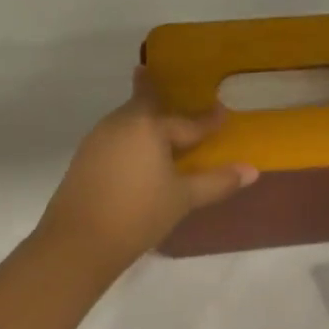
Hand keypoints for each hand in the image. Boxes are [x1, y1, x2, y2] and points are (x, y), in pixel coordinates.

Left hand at [32, 69, 257, 278]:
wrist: (76, 243)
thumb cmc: (138, 214)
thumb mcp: (183, 198)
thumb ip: (217, 181)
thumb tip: (252, 170)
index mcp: (148, 125)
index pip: (187, 121)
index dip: (208, 120)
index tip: (223, 113)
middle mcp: (121, 123)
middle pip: (146, 103)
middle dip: (158, 93)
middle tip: (170, 84)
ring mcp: (98, 139)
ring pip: (129, 119)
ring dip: (145, 117)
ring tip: (161, 122)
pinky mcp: (84, 157)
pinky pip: (116, 136)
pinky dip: (132, 136)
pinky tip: (139, 153)